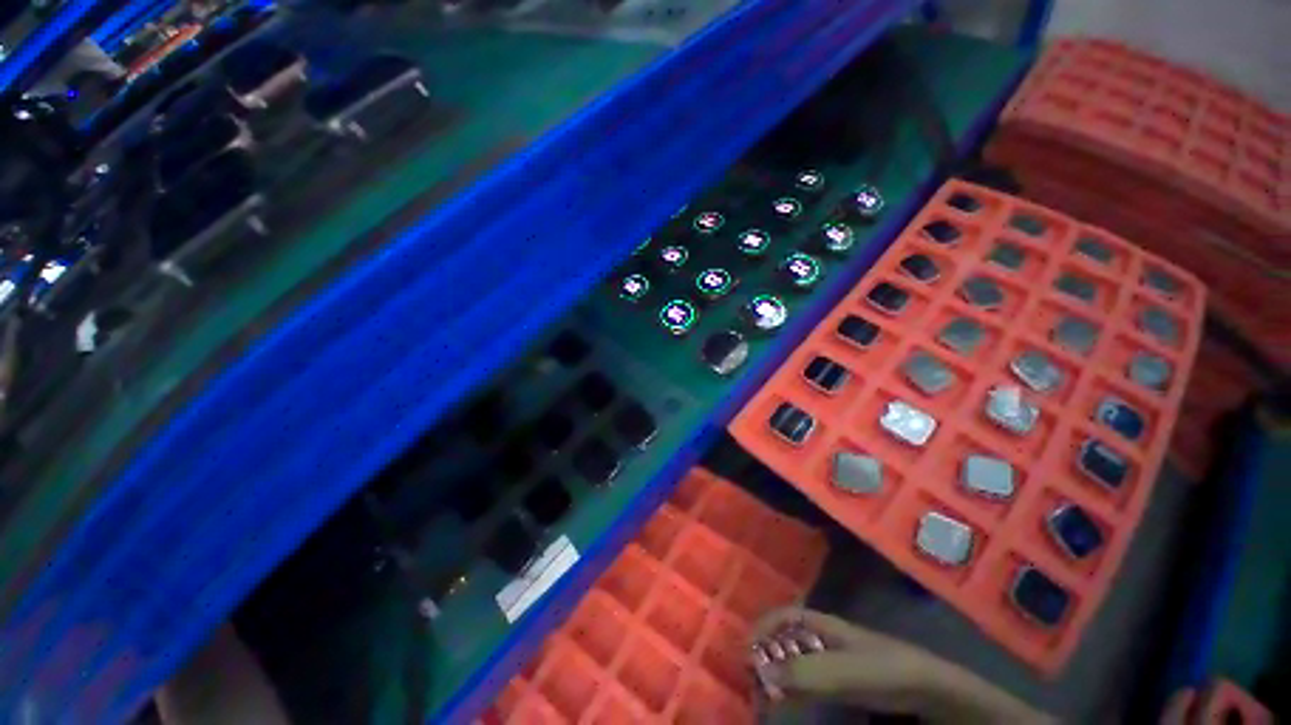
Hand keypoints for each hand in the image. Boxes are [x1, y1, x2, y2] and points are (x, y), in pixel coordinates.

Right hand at [749, 607, 1052, 723]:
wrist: (937, 695)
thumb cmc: (893, 673)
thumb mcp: (850, 672)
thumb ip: (809, 673)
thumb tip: (762, 672)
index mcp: (824, 625)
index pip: (784, 616)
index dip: (762, 627)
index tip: (742, 651)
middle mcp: (826, 641)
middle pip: (786, 640)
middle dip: (764, 655)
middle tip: (747, 683)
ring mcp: (837, 666)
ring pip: (796, 663)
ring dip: (776, 677)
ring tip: (761, 699)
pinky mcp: (846, 689)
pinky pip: (811, 686)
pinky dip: (795, 694)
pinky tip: (790, 708)